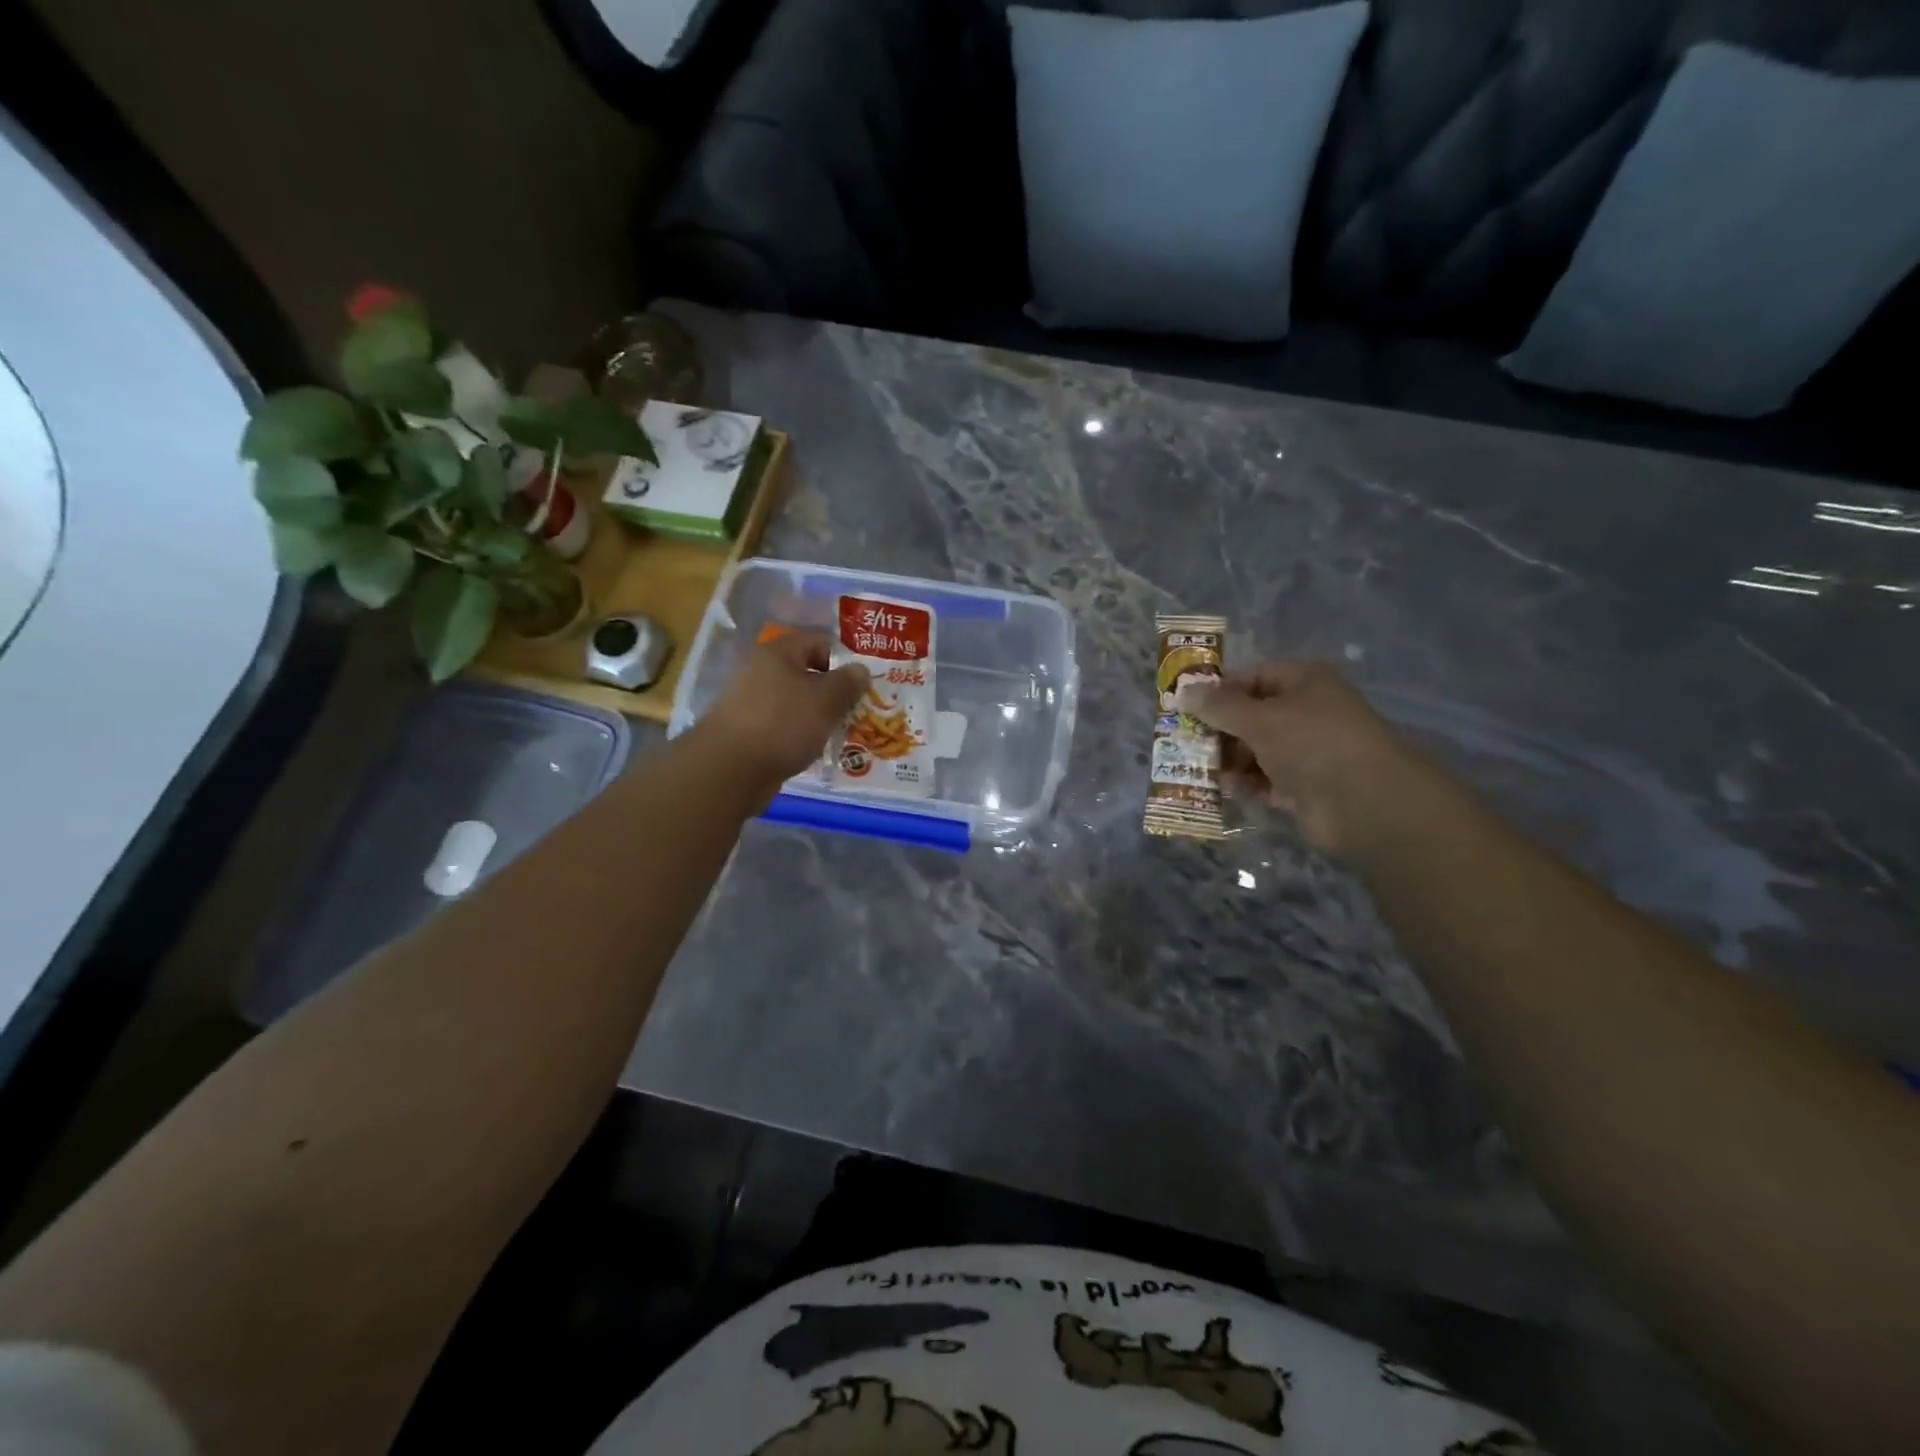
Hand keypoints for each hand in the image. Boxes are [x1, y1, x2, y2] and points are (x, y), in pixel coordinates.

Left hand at [702, 631, 868, 795]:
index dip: (844, 659)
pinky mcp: (748, 731)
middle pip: (807, 673)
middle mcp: (761, 671)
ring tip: (840, 734)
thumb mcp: (826, 699)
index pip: (819, 642)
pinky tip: (814, 750)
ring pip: (796, 702)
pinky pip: (783, 726)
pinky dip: (800, 735)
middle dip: (833, 692)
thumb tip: (861, 669)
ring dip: (818, 716)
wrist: (731, 769)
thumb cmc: (784, 723)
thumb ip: (848, 682)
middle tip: (856, 711)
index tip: (863, 684)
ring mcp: (752, 702)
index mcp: (779, 653)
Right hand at [1176, 660, 1431, 859]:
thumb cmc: (1311, 744)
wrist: (1364, 803)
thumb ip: (1218, 707)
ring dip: (1229, 759)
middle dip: (1220, 729)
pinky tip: (1225, 788)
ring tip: (1199, 768)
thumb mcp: (1258, 719)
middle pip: (1252, 715)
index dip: (1221, 690)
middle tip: (1187, 741)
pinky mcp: (1305, 786)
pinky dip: (1246, 783)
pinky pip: (1266, 779)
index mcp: (1305, 682)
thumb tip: (1182, 692)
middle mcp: (1307, 712)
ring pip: (1256, 749)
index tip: (1189, 707)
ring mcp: (1307, 751)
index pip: (1254, 676)